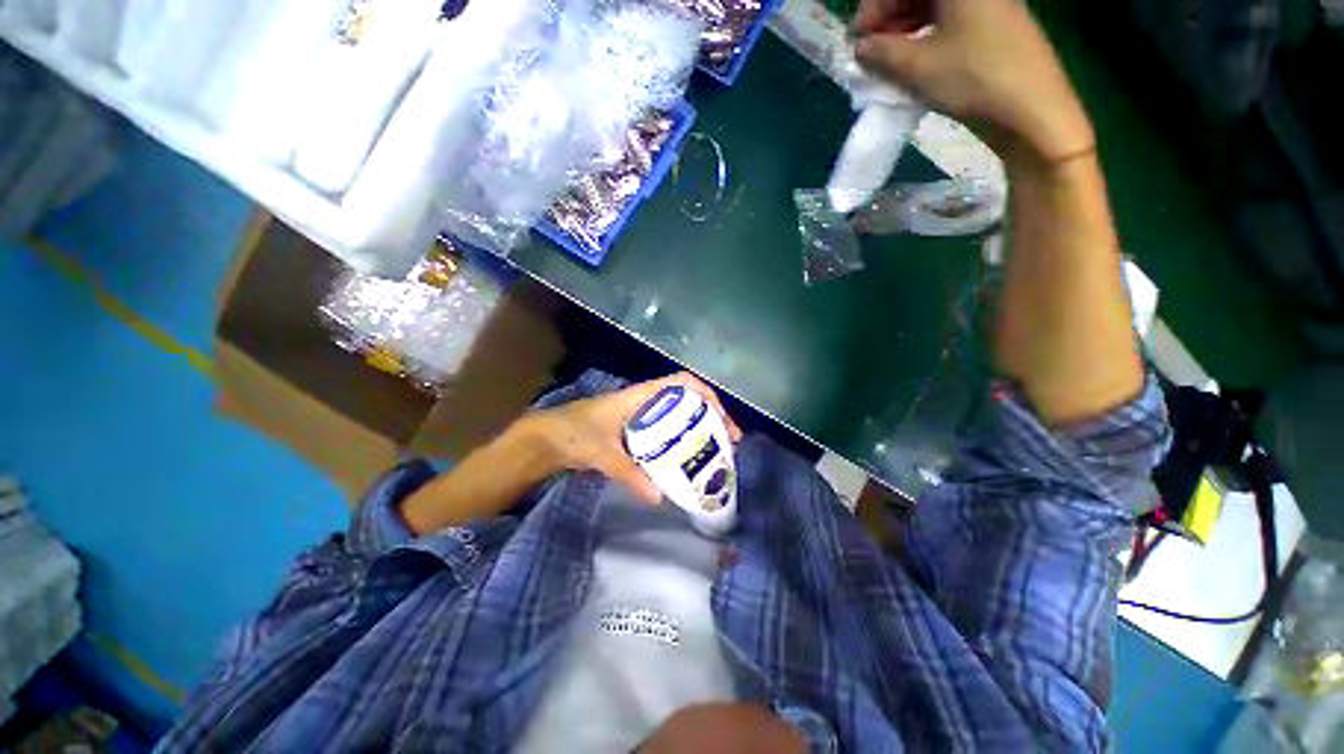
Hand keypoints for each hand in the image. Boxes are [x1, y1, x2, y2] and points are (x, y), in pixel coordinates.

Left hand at [528, 373, 742, 502]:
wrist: (546, 439)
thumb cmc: (573, 433)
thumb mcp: (603, 452)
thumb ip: (630, 474)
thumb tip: (659, 497)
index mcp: (641, 396)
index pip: (682, 383)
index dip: (706, 395)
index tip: (722, 419)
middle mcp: (645, 401)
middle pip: (687, 400)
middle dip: (710, 416)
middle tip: (727, 442)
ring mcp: (640, 416)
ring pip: (677, 416)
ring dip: (697, 429)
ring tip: (714, 451)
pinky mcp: (634, 431)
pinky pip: (665, 432)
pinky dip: (679, 442)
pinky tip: (684, 461)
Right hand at [853, 0, 1093, 166]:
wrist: (1032, 109)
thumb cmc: (973, 78)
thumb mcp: (918, 67)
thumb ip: (882, 53)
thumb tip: (861, 47)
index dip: (874, 8)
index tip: (857, 38)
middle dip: (889, 18)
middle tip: (870, 52)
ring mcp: (989, 4)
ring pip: (935, 8)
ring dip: (905, 30)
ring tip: (888, 61)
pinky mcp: (995, 26)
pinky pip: (951, 21)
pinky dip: (927, 37)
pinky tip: (915, 61)